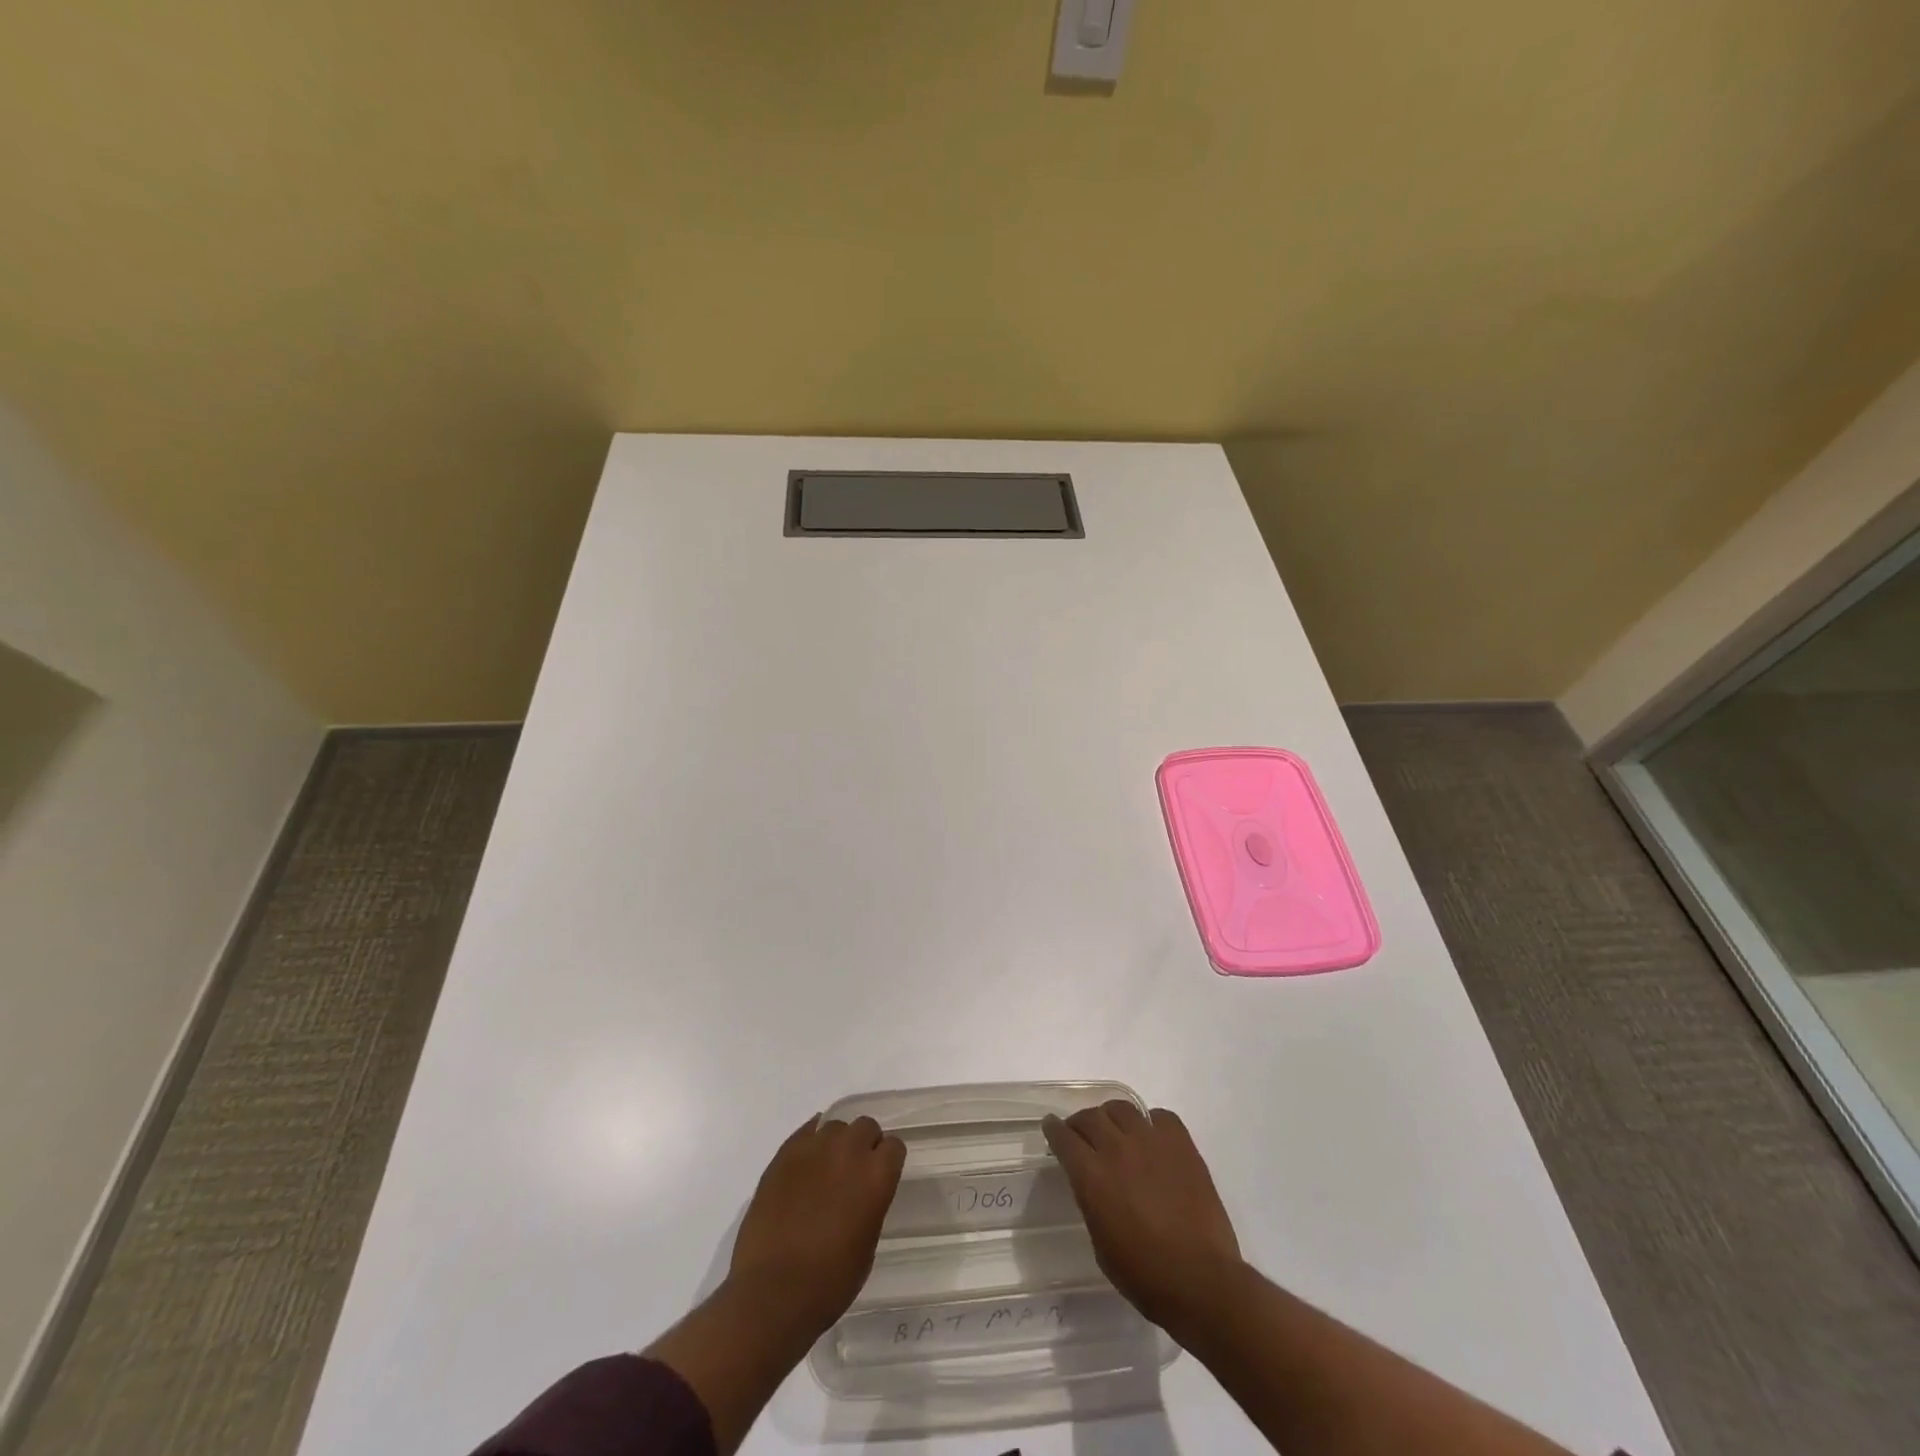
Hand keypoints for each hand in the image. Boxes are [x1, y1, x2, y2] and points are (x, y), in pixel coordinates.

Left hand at [728, 1113, 905, 1335]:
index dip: (887, 1162)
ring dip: (836, 1144)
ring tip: (826, 1170)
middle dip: (864, 1145)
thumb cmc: (828, 1282)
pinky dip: (810, 1143)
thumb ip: (870, 1206)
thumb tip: (861, 1194)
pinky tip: (806, 1164)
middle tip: (853, 1173)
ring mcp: (815, 1148)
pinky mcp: (785, 1153)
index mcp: (876, 1176)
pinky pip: (806, 1132)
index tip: (880, 1177)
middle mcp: (849, 1151)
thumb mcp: (866, 1246)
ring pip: (835, 1127)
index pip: (894, 1147)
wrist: (772, 1292)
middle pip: (866, 1127)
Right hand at [1042, 1101, 1243, 1334]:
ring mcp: (1151, 1142)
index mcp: (1092, 1176)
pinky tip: (1151, 1138)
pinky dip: (1150, 1123)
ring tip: (1115, 1130)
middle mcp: (1117, 1149)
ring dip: (1111, 1117)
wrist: (1201, 1281)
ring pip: (1121, 1108)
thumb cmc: (1145, 1275)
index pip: (1064, 1138)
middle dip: (1079, 1123)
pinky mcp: (1181, 1144)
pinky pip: (1160, 1117)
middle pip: (1090, 1117)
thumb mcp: (1101, 1243)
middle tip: (1081, 1133)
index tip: (1050, 1126)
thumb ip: (1092, 1202)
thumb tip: (1093, 1184)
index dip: (1053, 1129)